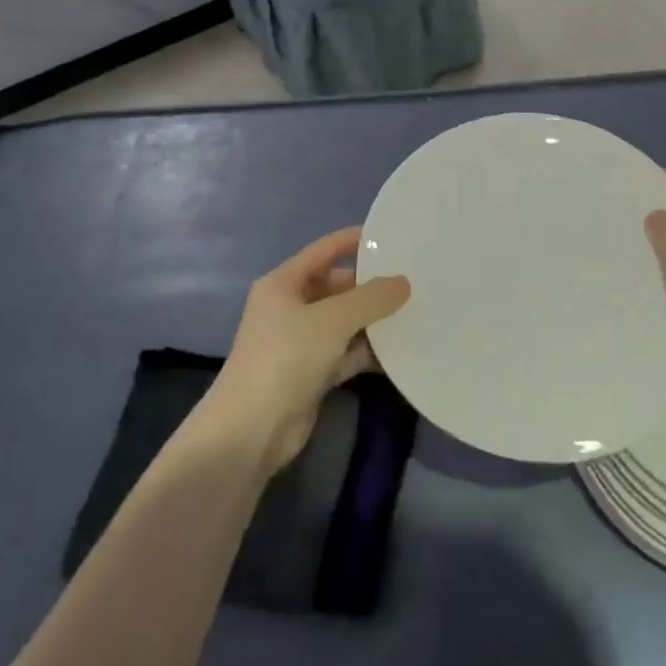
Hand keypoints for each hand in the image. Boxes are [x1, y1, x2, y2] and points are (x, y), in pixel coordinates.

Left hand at [204, 227, 410, 473]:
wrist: (251, 430)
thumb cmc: (286, 357)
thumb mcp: (333, 319)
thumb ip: (372, 298)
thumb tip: (403, 282)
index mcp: (283, 284)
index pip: (323, 250)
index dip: (353, 240)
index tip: (389, 235)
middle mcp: (289, 308)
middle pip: (335, 286)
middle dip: (369, 285)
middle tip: (410, 281)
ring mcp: (299, 342)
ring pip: (343, 321)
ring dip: (371, 320)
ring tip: (413, 311)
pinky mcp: (310, 373)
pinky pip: (344, 352)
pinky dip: (366, 350)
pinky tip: (399, 349)